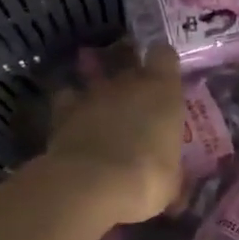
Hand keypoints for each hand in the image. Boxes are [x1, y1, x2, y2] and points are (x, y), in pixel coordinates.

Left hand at [46, 44, 184, 223]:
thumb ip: (172, 170)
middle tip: (137, 108)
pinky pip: (68, 99)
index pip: (164, 55)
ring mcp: (93, 93)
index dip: (163, 65)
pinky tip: (74, 124)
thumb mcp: (171, 182)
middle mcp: (127, 82)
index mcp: (162, 91)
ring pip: (98, 81)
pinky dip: (71, 108)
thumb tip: (174, 183)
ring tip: (103, 117)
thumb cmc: (146, 179)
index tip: (164, 79)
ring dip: (102, 96)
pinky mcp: (63, 109)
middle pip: (130, 67)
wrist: (92, 184)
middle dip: (133, 84)